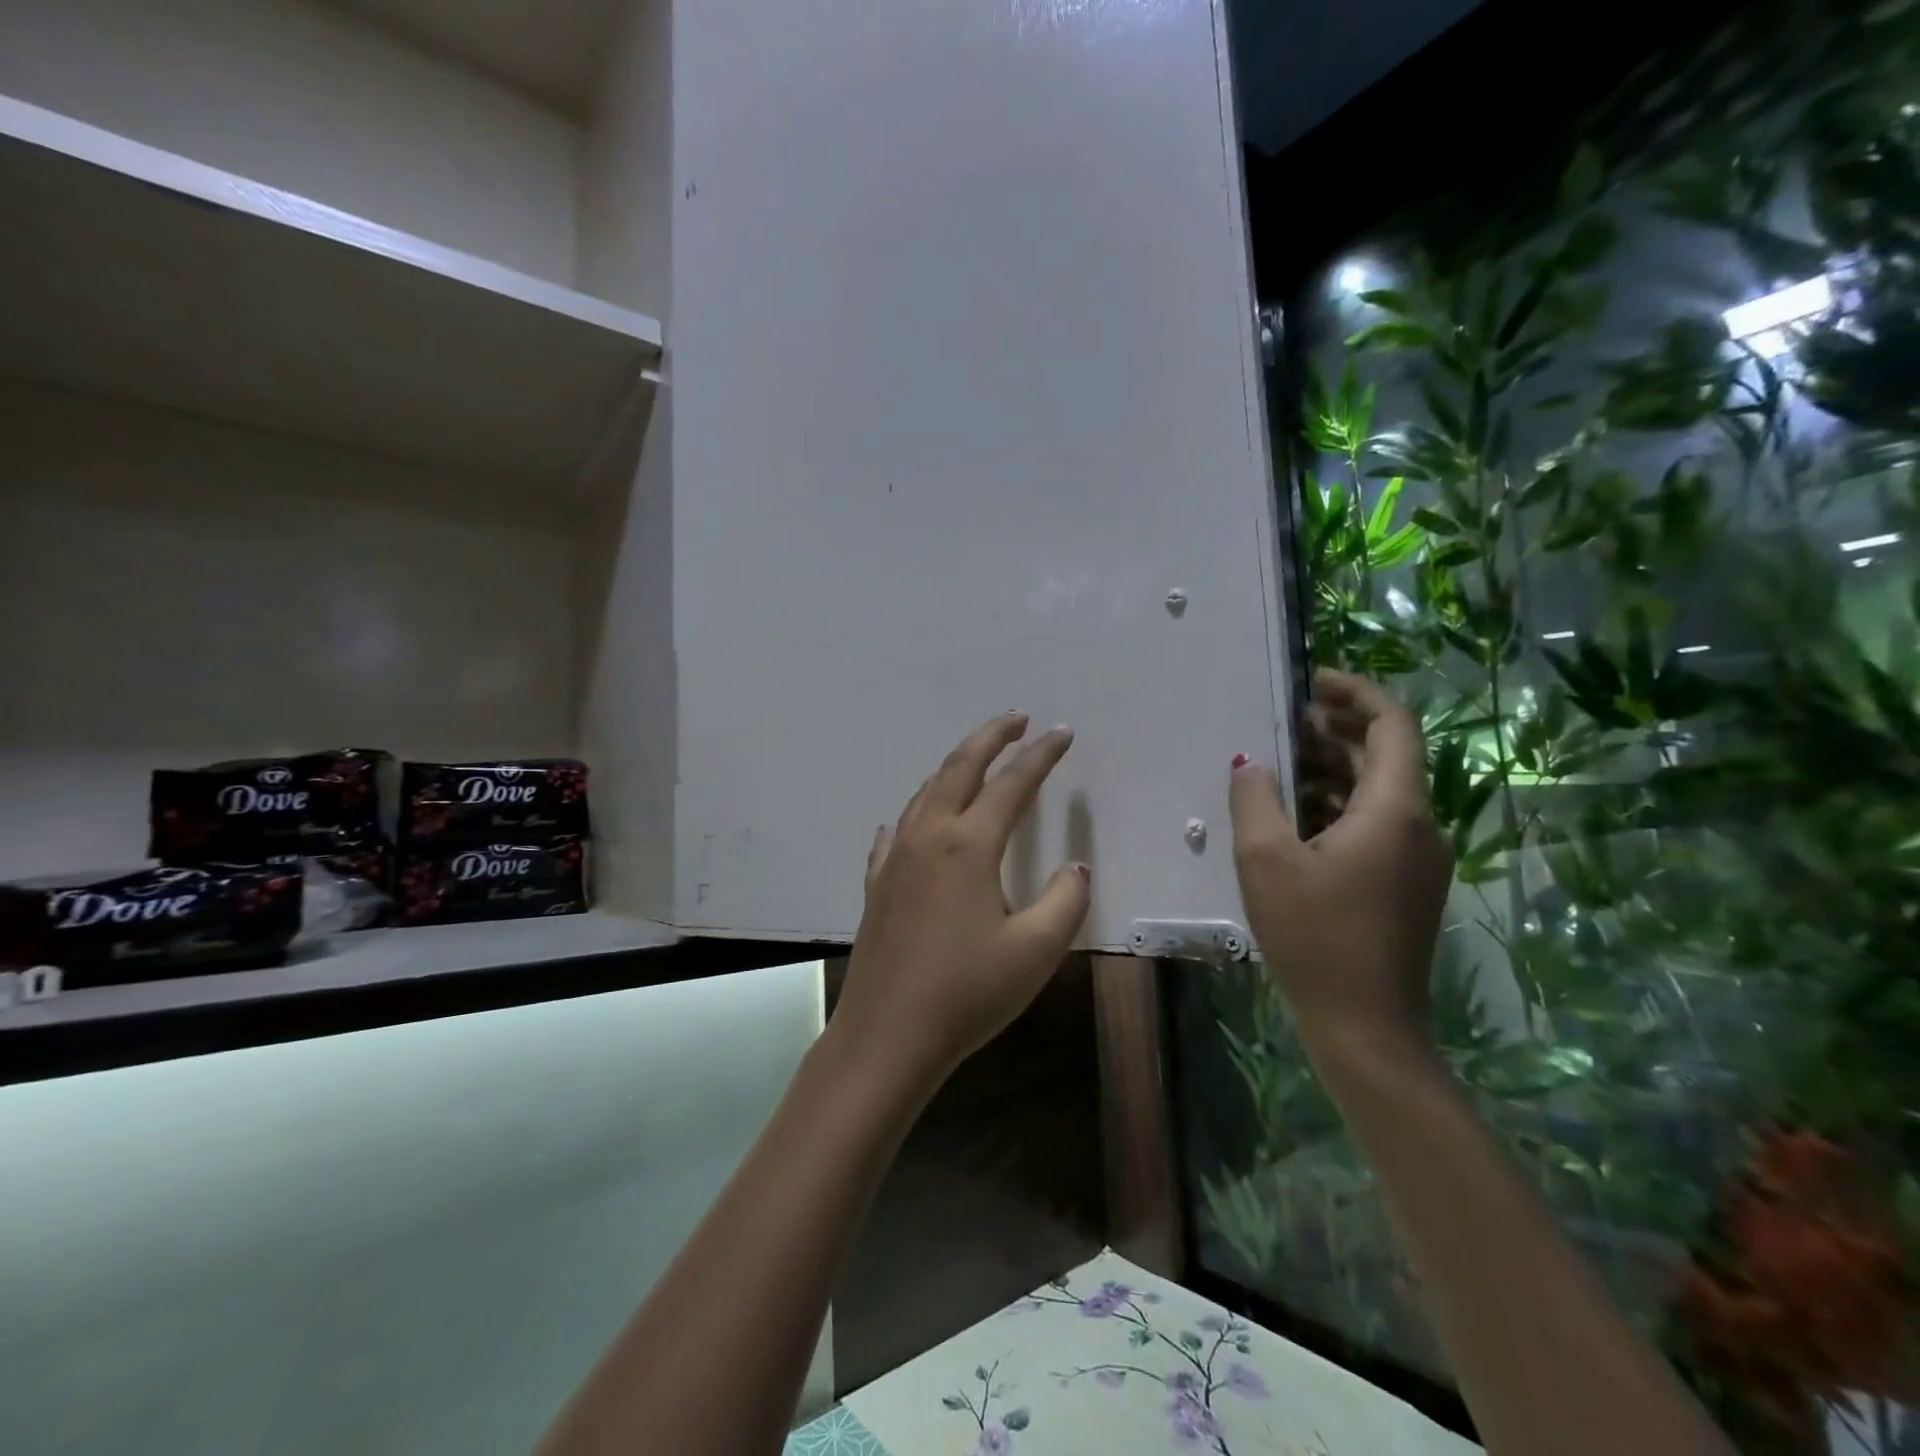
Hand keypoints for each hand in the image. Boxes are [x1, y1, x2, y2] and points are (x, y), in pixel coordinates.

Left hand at [829, 712, 1091, 1095]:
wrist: (886, 1035)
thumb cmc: (966, 993)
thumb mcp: (1035, 952)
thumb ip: (1065, 901)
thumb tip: (1076, 867)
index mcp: (969, 845)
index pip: (1012, 784)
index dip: (1041, 756)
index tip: (1063, 733)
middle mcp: (929, 837)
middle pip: (959, 768)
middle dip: (990, 737)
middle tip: (1016, 719)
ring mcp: (896, 858)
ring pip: (925, 793)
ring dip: (954, 767)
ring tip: (976, 760)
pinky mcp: (877, 884)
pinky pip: (898, 831)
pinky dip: (916, 813)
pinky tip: (914, 822)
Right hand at [1229, 670, 1452, 1071]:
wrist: (1365, 1026)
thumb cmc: (1315, 936)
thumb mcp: (1267, 860)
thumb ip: (1256, 798)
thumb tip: (1253, 761)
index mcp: (1396, 810)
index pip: (1393, 725)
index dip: (1355, 693)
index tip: (1311, 682)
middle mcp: (1421, 825)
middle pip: (1387, 754)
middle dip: (1338, 728)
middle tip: (1284, 719)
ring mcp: (1418, 858)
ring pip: (1380, 791)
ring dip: (1335, 767)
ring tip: (1281, 761)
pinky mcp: (1406, 884)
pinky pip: (1376, 823)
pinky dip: (1339, 803)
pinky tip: (1296, 814)